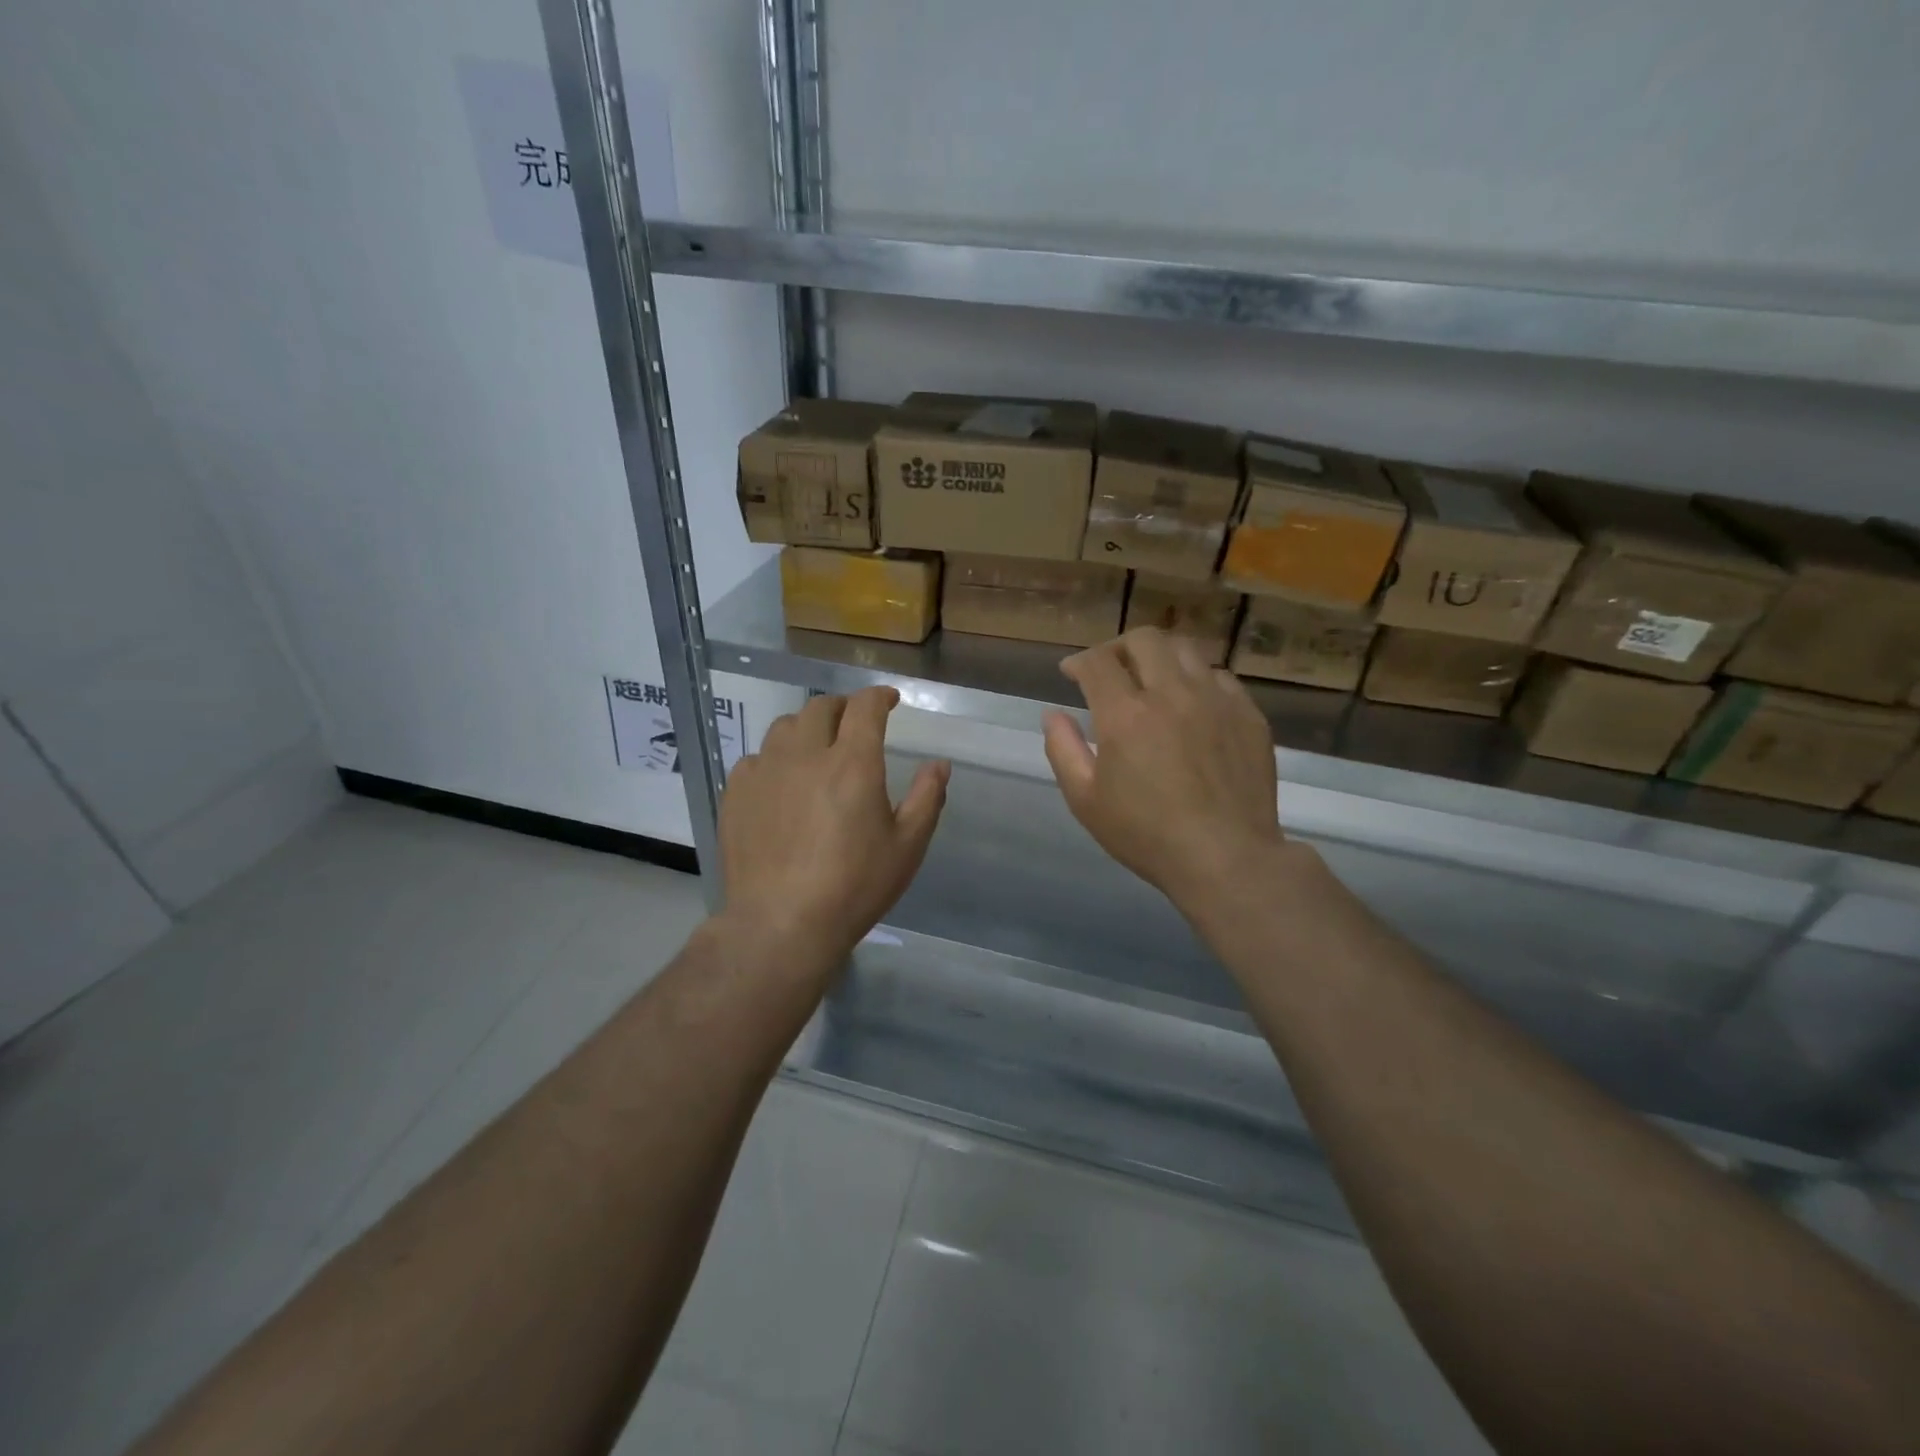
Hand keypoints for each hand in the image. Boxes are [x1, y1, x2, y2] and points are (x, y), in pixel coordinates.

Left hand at [717, 687, 948, 973]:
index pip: (865, 707)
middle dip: (843, 708)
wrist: (781, 924)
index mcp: (853, 763)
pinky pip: (756, 758)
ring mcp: (765, 771)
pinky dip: (775, 759)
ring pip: (785, 727)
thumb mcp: (907, 846)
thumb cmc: (854, 886)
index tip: (889, 700)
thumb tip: (939, 764)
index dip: (879, 697)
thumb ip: (927, 798)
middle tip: (854, 724)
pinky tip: (781, 782)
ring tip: (817, 748)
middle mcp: (806, 754)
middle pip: (822, 708)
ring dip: (807, 728)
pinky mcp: (737, 793)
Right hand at [1043, 628, 1284, 910]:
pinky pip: (1220, 676)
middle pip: (1143, 639)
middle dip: (1118, 647)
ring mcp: (1215, 700)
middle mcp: (1171, 693)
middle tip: (1111, 669)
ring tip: (1152, 679)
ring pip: (1185, 649)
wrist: (1227, 858)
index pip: (1097, 662)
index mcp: (1125, 714)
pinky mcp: (1248, 714)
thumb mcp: (1086, 801)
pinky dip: (1197, 679)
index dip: (1078, 661)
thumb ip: (1063, 750)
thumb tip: (1053, 714)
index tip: (1072, 673)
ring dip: (1160, 656)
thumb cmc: (1147, 835)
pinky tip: (1192, 703)